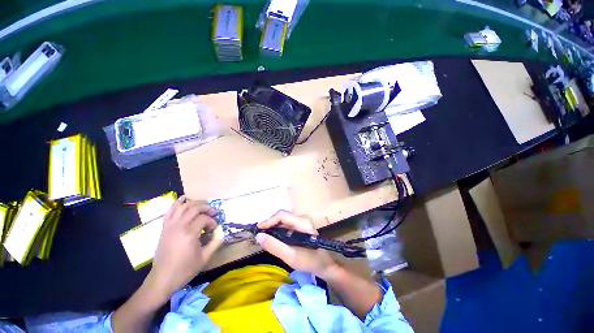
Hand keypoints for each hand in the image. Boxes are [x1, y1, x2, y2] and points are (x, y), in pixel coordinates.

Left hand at [147, 196, 223, 298]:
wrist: (162, 279)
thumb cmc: (185, 270)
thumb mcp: (205, 258)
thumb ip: (216, 242)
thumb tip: (222, 232)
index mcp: (189, 234)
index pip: (204, 219)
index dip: (212, 221)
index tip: (215, 228)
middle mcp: (178, 226)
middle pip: (194, 209)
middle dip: (206, 208)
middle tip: (213, 212)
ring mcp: (169, 226)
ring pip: (182, 207)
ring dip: (194, 204)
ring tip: (202, 206)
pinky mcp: (164, 228)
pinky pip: (169, 211)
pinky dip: (176, 203)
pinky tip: (183, 199)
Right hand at [256, 210, 337, 278]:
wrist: (325, 265)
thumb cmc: (309, 261)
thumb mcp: (290, 256)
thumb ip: (274, 246)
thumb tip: (258, 236)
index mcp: (302, 222)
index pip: (282, 215)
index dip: (269, 220)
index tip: (258, 229)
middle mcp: (302, 218)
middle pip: (282, 216)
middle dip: (270, 223)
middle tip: (260, 233)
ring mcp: (302, 222)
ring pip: (284, 220)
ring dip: (273, 226)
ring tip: (264, 235)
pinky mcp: (301, 227)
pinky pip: (287, 224)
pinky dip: (278, 229)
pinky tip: (274, 236)